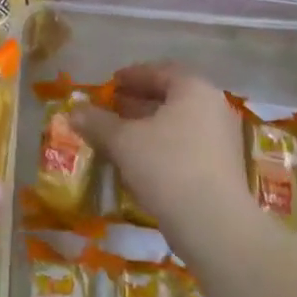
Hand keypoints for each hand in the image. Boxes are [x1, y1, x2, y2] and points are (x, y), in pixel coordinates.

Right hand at [72, 63, 249, 242]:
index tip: (111, 83)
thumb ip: (96, 122)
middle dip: (138, 102)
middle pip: (171, 97)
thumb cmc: (166, 166)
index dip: (132, 76)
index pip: (160, 72)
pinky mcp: (222, 169)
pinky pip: (186, 146)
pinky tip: (140, 161)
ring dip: (148, 126)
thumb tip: (74, 111)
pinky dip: (162, 147)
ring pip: (178, 124)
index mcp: (193, 90)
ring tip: (120, 135)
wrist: (214, 224)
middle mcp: (213, 108)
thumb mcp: (122, 141)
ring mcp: (222, 140)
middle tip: (112, 108)